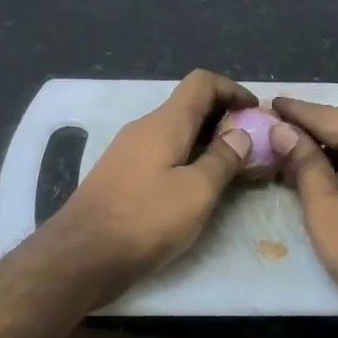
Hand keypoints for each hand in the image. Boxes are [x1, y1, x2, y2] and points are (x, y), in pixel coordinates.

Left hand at [42, 70, 257, 299]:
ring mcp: (128, 152)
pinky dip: (185, 161)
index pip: (201, 82)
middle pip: (189, 107)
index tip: (256, 112)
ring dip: (205, 143)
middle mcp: (143, 128)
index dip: (232, 89)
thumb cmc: (144, 220)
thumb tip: (240, 134)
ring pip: (175, 133)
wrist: (81, 255)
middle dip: (223, 119)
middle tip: (251, 146)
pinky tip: (196, 189)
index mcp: (164, 123)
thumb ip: (222, 160)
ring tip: (231, 169)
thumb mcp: (196, 192)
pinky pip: (161, 155)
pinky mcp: (120, 176)